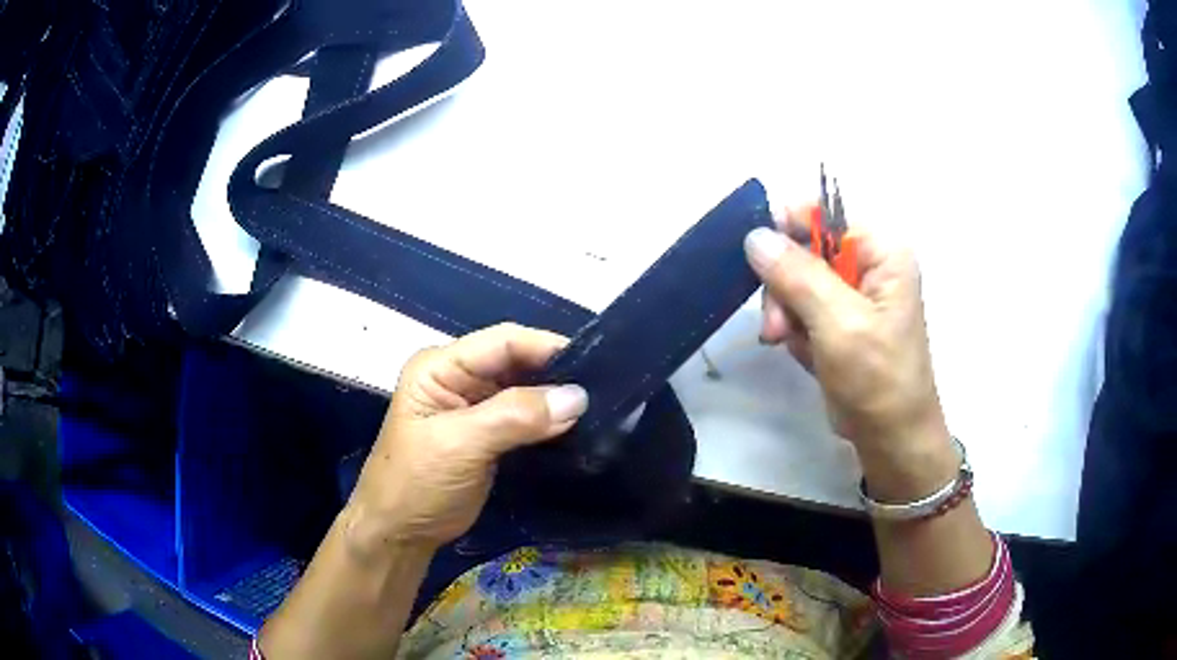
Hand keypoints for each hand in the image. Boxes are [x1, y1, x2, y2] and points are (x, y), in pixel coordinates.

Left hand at [344, 323, 588, 555]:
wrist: (400, 534)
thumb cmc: (417, 484)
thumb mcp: (459, 446)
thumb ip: (514, 417)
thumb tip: (577, 396)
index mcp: (440, 367)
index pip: (502, 342)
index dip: (546, 347)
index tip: (594, 365)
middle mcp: (459, 378)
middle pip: (517, 361)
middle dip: (557, 373)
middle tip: (604, 389)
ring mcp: (475, 407)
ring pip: (526, 389)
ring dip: (557, 398)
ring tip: (600, 406)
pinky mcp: (490, 434)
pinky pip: (526, 417)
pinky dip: (550, 421)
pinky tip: (578, 426)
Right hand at [743, 209, 950, 474]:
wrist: (890, 438)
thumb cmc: (877, 378)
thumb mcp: (838, 323)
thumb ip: (797, 275)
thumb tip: (754, 235)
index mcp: (882, 252)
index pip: (826, 215)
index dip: (789, 228)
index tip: (757, 258)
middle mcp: (869, 265)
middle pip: (806, 250)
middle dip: (784, 286)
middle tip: (775, 325)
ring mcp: (854, 295)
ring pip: (797, 281)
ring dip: (785, 312)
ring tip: (783, 342)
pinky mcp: (840, 321)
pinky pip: (802, 309)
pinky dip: (794, 329)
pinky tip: (801, 352)